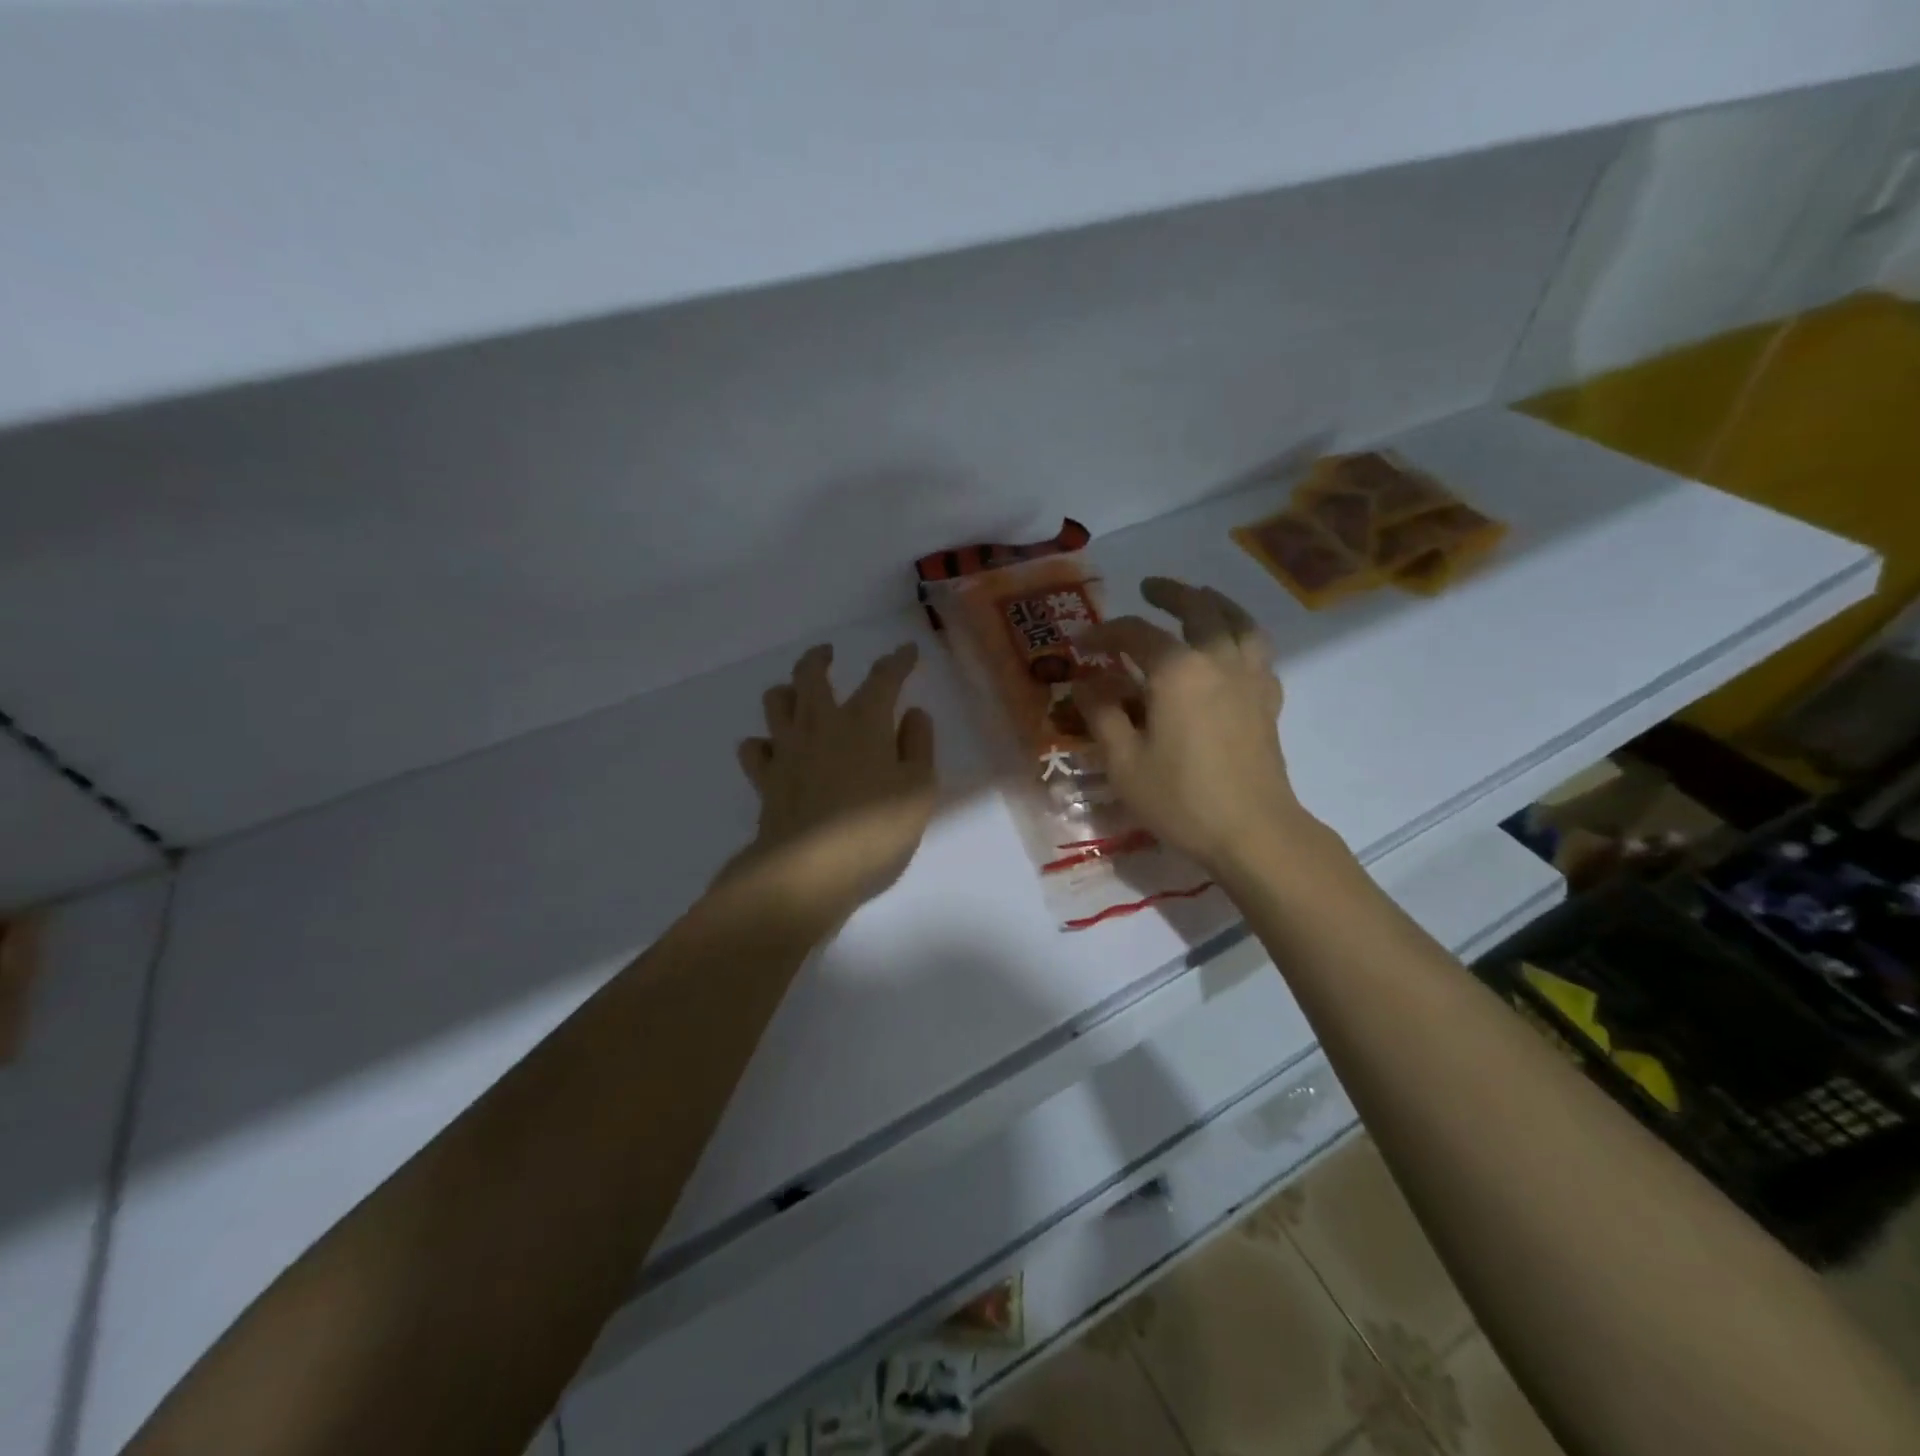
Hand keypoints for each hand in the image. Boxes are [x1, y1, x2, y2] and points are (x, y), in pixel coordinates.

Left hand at [727, 642, 937, 926]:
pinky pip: (754, 749)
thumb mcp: (918, 790)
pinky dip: (763, 744)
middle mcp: (821, 724)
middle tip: (828, 653)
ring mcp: (787, 750)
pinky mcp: (765, 780)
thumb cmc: (874, 830)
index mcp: (864, 722)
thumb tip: (913, 714)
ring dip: (787, 691)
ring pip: (775, 702)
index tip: (907, 652)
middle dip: (820, 658)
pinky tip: (774, 751)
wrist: (807, 872)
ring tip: (797, 696)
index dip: (898, 661)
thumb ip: (918, 746)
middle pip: (811, 674)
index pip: (883, 678)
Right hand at [1074, 578, 1314, 873]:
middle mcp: (1217, 660)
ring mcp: (1250, 677)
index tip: (1081, 642)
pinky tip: (1231, 647)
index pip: (1135, 634)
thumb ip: (1102, 714)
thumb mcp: (1123, 761)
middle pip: (1197, 607)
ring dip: (1215, 602)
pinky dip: (1241, 636)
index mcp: (1177, 670)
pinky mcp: (1268, 699)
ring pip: (1238, 620)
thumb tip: (1087, 683)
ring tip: (1200, 599)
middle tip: (1148, 588)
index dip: (1103, 633)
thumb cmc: (1180, 799)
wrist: (1253, 832)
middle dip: (1169, 593)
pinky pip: (1257, 650)